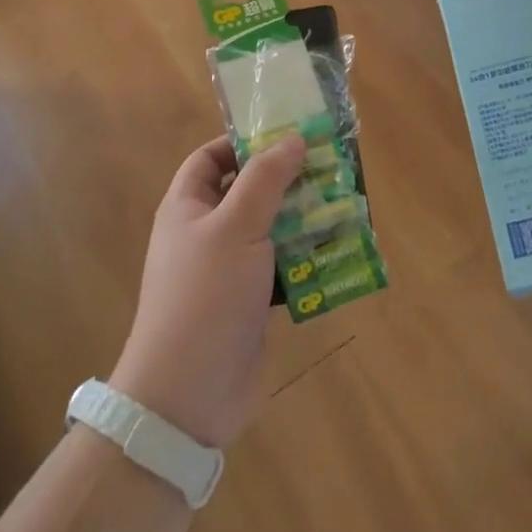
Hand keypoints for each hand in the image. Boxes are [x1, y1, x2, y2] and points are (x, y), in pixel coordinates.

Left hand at [110, 136, 307, 448]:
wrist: (188, 395)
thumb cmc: (205, 296)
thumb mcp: (236, 226)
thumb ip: (265, 179)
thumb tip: (293, 138)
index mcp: (187, 207)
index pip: (210, 158)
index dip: (243, 142)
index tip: (286, 135)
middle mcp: (205, 233)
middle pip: (247, 191)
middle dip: (286, 179)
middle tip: (329, 166)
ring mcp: (228, 270)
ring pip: (269, 229)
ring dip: (303, 218)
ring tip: (343, 203)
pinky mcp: (249, 302)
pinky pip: (281, 266)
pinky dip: (306, 257)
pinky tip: (338, 250)